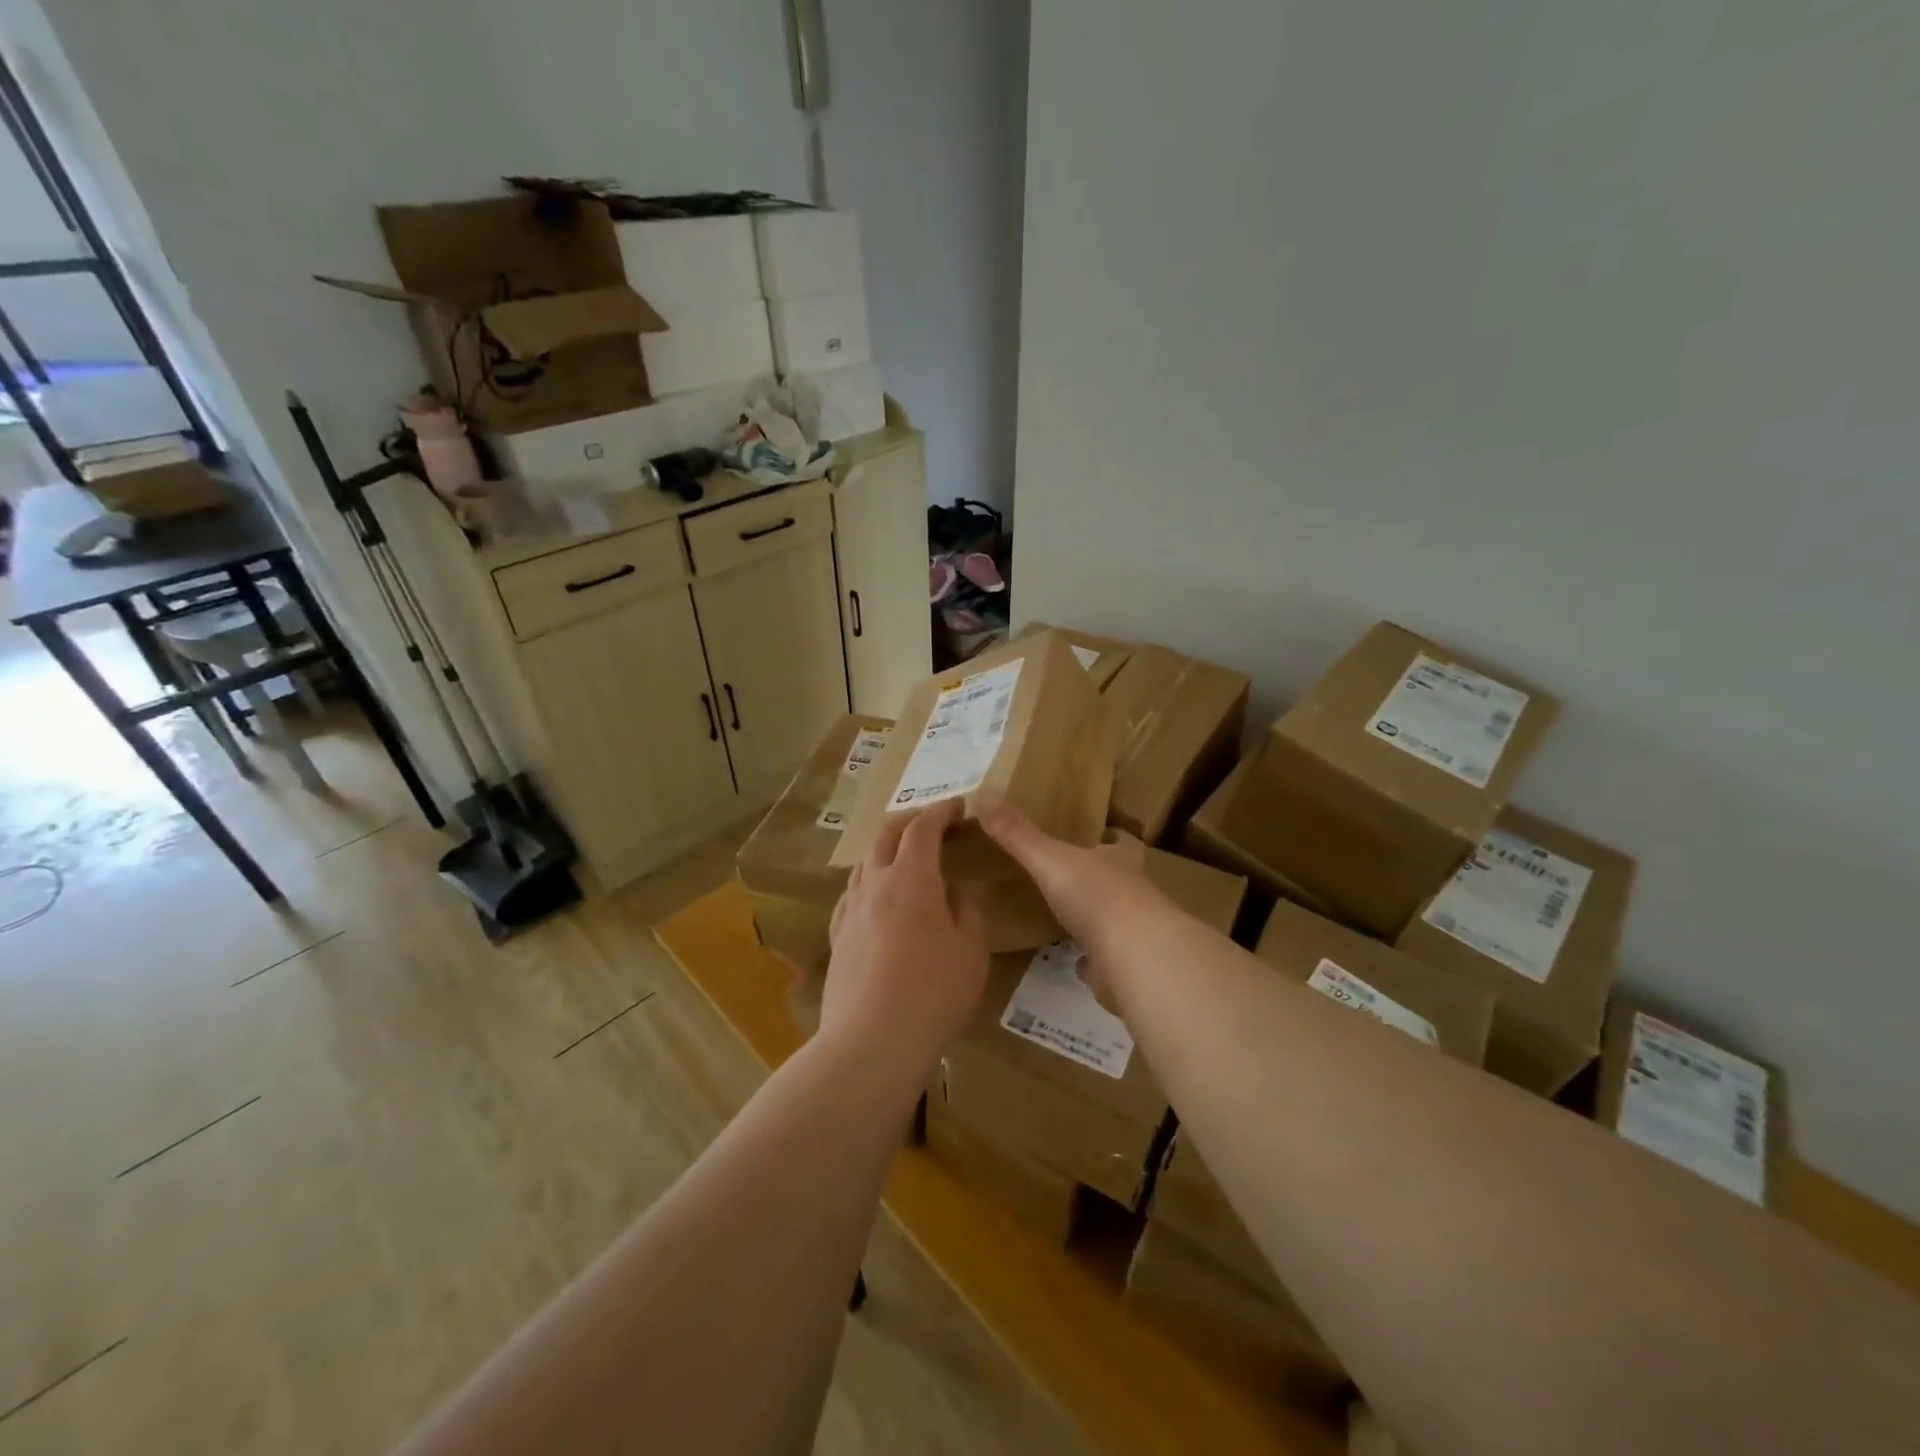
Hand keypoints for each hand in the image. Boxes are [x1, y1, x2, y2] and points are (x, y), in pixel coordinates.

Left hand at [822, 799, 987, 1074]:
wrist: (871, 1042)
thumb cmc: (933, 993)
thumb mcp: (971, 951)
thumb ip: (966, 911)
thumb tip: (953, 893)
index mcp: (912, 878)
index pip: (923, 828)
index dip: (941, 811)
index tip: (958, 806)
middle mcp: (875, 884)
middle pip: (886, 835)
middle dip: (910, 821)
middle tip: (933, 824)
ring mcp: (850, 910)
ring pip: (864, 863)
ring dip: (886, 850)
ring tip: (905, 859)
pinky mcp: (837, 937)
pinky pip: (852, 894)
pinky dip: (869, 882)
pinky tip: (877, 899)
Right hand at [976, 795, 1155, 948]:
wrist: (1134, 958)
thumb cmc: (1096, 896)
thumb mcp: (1049, 858)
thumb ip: (1017, 833)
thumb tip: (983, 794)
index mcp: (1119, 863)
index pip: (1124, 844)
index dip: (1116, 838)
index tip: (1106, 833)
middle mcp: (1133, 894)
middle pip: (1122, 881)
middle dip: (1103, 878)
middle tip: (1075, 876)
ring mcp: (1132, 934)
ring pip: (1116, 921)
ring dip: (1097, 919)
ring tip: (1068, 917)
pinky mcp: (1125, 968)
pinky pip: (1106, 960)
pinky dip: (1092, 959)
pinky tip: (1074, 960)